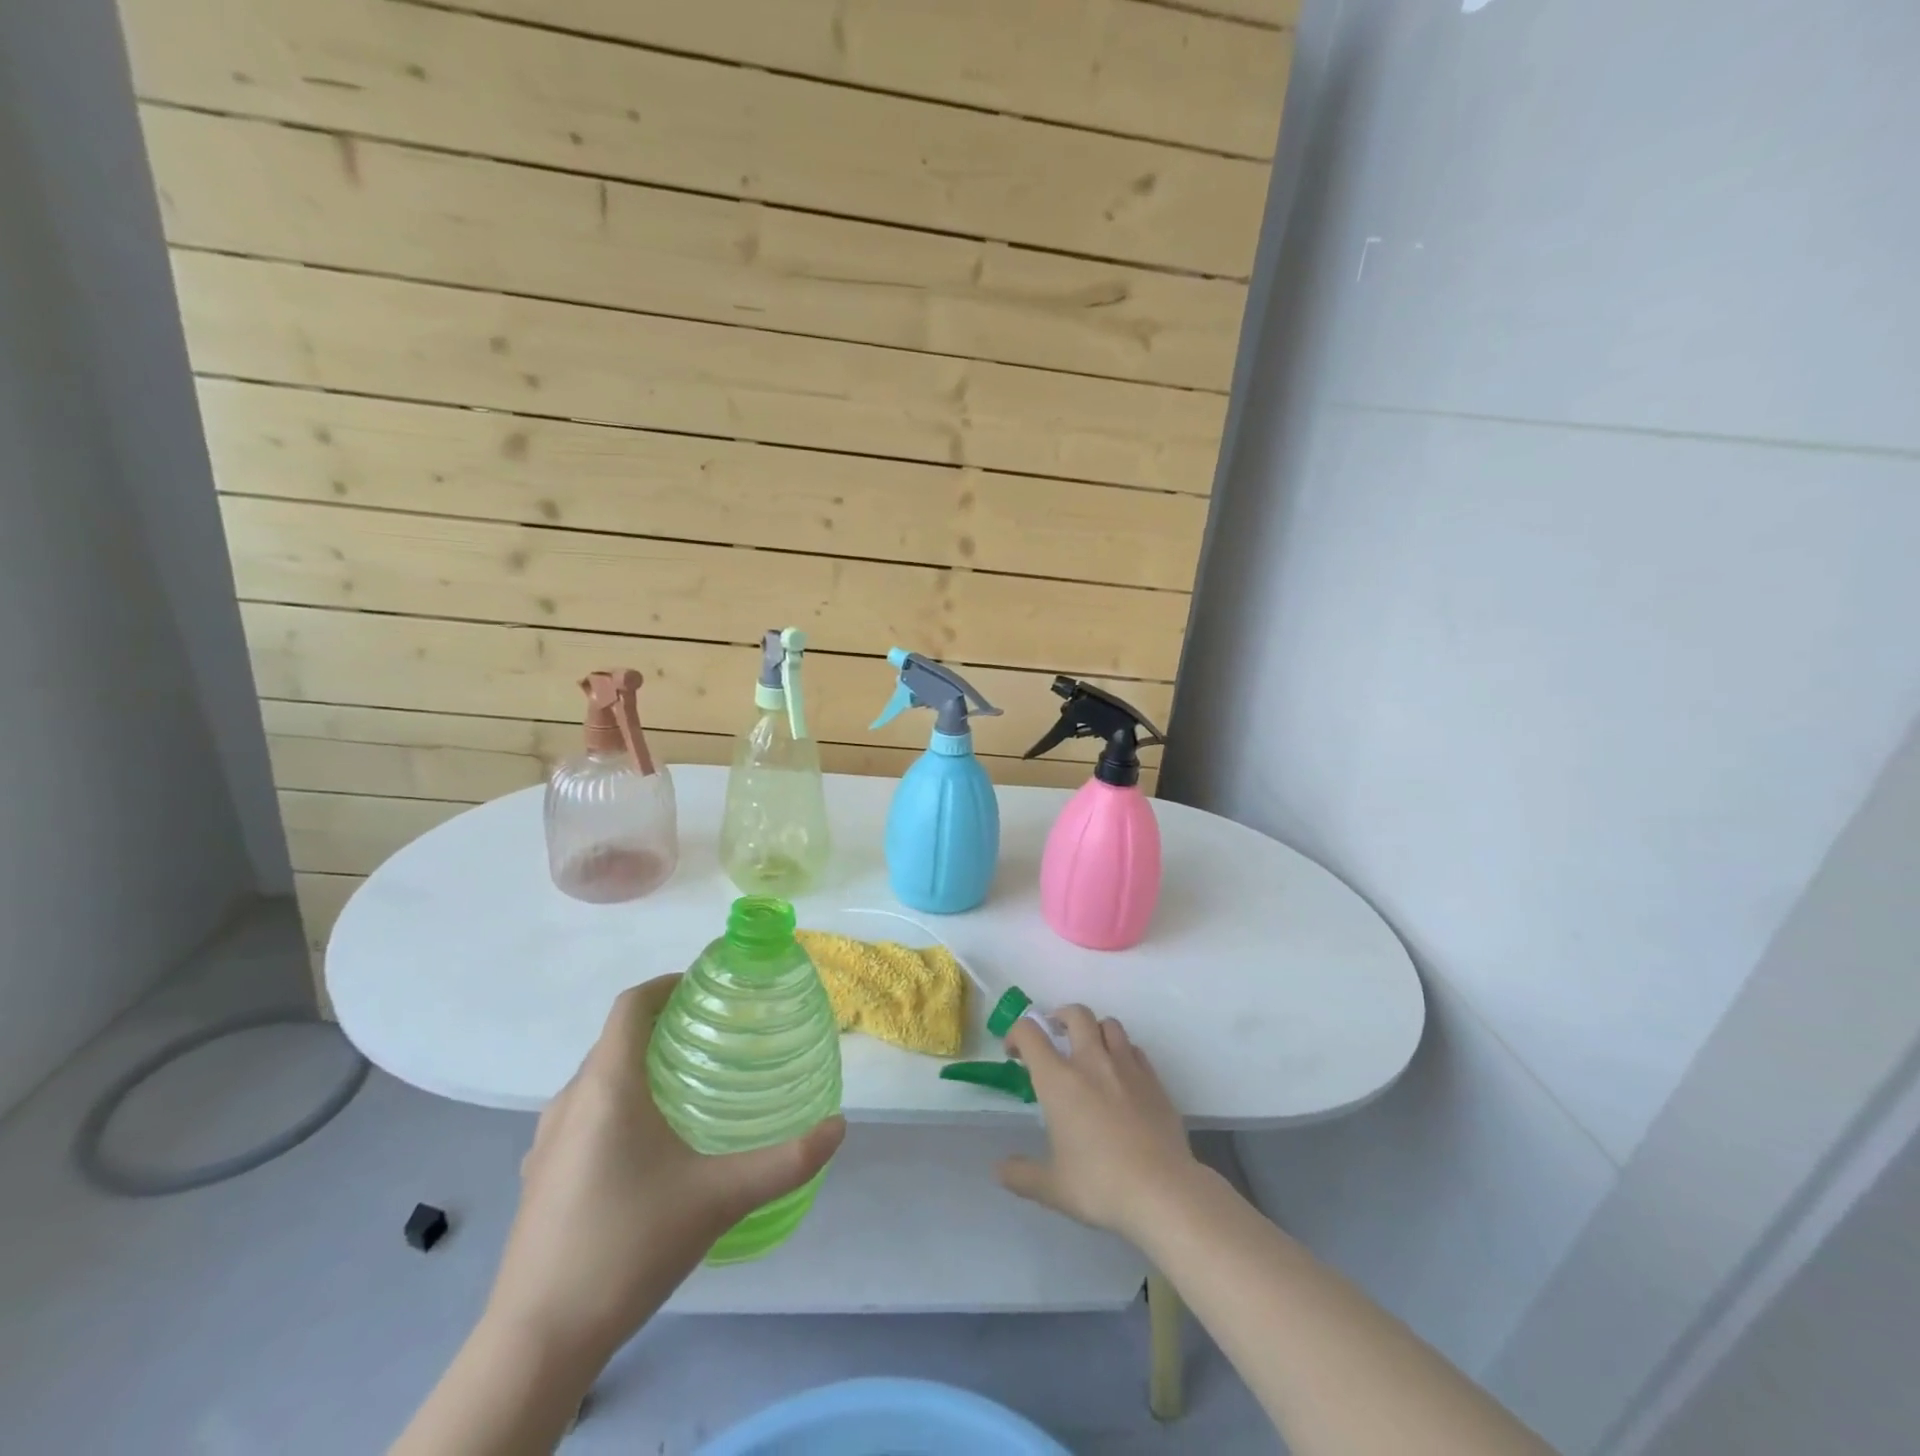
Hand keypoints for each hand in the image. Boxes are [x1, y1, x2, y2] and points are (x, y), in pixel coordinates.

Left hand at [484, 975, 845, 1362]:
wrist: (536, 1344)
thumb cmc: (627, 1246)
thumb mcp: (719, 1199)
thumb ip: (785, 1161)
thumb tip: (838, 1128)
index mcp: (606, 1086)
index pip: (632, 1004)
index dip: (668, 983)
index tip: (708, 986)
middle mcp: (570, 1101)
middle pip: (617, 1039)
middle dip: (665, 1026)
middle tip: (717, 1037)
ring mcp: (547, 1142)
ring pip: (599, 1079)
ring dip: (640, 1066)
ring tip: (691, 1085)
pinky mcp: (540, 1177)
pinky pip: (585, 1115)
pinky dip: (619, 1104)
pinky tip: (650, 1147)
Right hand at [995, 1004, 1197, 1242]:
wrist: (1163, 1191)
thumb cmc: (1100, 1185)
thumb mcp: (1053, 1187)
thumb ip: (1021, 1174)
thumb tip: (1000, 1170)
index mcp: (1059, 1080)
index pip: (1030, 1033)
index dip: (1016, 1033)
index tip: (1014, 1052)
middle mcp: (1092, 1062)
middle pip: (1076, 1014)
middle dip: (1060, 1016)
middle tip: (1055, 1036)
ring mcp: (1127, 1067)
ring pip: (1110, 1024)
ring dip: (1095, 1030)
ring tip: (1090, 1051)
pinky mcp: (1154, 1080)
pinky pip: (1135, 1050)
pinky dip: (1123, 1052)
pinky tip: (1121, 1076)